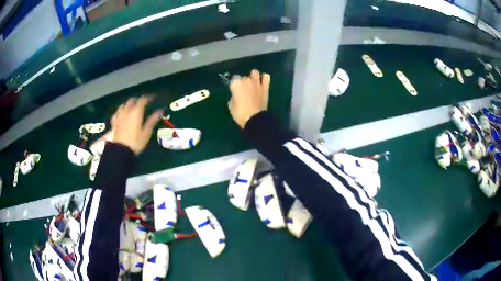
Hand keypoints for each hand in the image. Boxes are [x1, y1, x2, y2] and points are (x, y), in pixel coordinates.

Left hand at [111, 96, 162, 154]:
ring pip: (123, 105)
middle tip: (142, 103)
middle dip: (137, 100)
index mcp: (136, 112)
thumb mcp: (146, 132)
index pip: (142, 100)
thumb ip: (152, 120)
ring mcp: (119, 116)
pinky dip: (120, 111)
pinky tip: (121, 114)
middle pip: (131, 101)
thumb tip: (160, 111)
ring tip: (132, 107)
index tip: (153, 98)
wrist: (121, 151)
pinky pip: (117, 113)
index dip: (148, 98)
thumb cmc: (136, 142)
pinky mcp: (114, 122)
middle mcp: (127, 111)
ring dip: (128, 104)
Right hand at [228, 69, 270, 127]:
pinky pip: (266, 77)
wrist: (255, 119)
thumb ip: (233, 96)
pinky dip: (264, 78)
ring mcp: (257, 82)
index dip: (234, 85)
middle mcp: (246, 80)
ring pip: (255, 72)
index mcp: (236, 84)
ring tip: (253, 84)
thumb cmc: (240, 114)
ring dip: (253, 77)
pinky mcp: (265, 86)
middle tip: (244, 91)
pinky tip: (262, 83)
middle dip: (244, 82)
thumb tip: (237, 95)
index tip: (235, 90)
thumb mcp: (231, 106)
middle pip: (244, 77)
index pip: (234, 78)